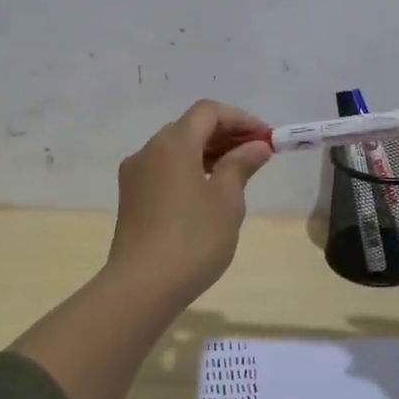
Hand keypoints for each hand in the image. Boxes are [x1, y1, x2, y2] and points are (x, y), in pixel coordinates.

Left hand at [106, 100, 273, 303]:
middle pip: (190, 127)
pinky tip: (209, 191)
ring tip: (238, 172)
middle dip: (226, 134)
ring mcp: (135, 175)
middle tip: (257, 153)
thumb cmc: (193, 239)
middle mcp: (149, 151)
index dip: (241, 119)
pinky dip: (190, 168)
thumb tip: (256, 146)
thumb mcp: (227, 200)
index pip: (208, 112)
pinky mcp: (131, 198)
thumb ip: (241, 165)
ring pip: (176, 149)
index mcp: (173, 144)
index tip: (267, 138)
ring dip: (208, 152)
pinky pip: (164, 169)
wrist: (142, 287)